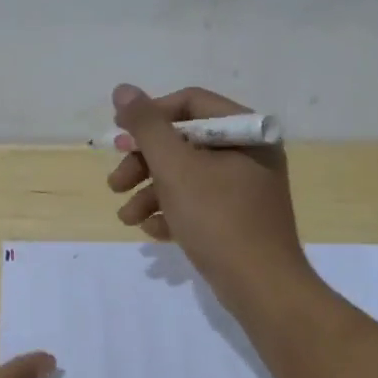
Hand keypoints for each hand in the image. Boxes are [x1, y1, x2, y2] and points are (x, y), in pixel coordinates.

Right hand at [105, 84, 314, 312]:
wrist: (261, 288)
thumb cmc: (219, 219)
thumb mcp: (176, 168)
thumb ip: (147, 127)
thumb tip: (123, 90)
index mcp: (246, 131)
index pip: (190, 104)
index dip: (150, 117)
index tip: (120, 138)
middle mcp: (249, 153)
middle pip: (184, 142)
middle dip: (144, 163)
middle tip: (115, 183)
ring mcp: (245, 188)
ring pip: (186, 176)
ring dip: (150, 193)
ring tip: (126, 218)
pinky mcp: (238, 218)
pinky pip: (198, 203)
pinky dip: (172, 212)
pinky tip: (153, 232)